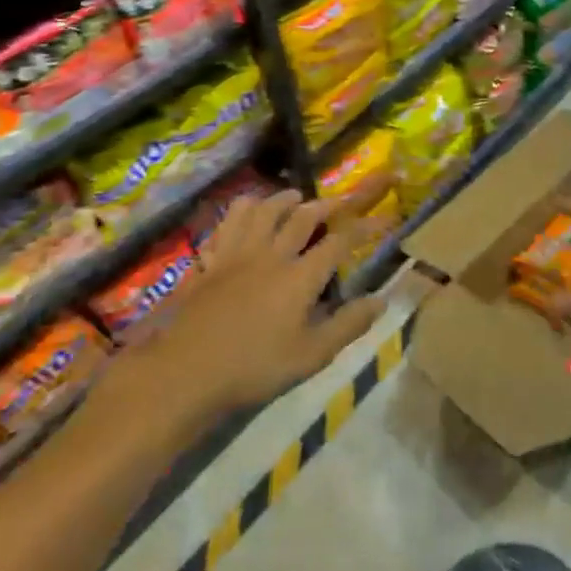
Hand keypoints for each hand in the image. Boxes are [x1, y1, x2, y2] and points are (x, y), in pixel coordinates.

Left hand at [135, 191, 381, 413]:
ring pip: (262, 210)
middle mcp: (272, 255)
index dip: (363, 226)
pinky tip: (245, 215)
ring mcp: (237, 254)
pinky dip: (241, 211)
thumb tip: (381, 300)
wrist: (187, 372)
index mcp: (300, 277)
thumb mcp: (311, 356)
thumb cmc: (255, 368)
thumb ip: (348, 325)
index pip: (339, 241)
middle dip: (326, 205)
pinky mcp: (211, 261)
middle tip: (340, 200)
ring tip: (293, 197)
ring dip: (282, 198)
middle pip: (302, 217)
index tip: (382, 218)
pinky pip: (227, 223)